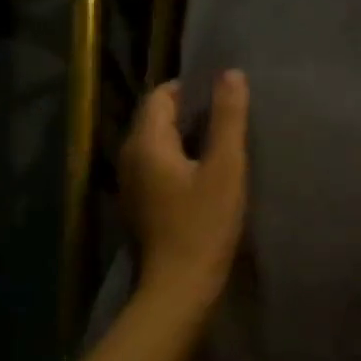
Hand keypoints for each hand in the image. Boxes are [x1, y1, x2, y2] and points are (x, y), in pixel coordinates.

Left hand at [121, 72, 249, 316]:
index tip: (223, 95)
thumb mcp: (225, 167)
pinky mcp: (139, 204)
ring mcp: (131, 184)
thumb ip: (228, 118)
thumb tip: (230, 73)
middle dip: (188, 110)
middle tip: (227, 116)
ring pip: (156, 143)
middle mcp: (129, 158)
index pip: (160, 95)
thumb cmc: (204, 224)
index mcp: (146, 143)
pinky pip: (156, 165)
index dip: (190, 88)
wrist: (179, 287)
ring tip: (220, 141)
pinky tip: (204, 172)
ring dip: (184, 136)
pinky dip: (178, 158)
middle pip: (155, 118)